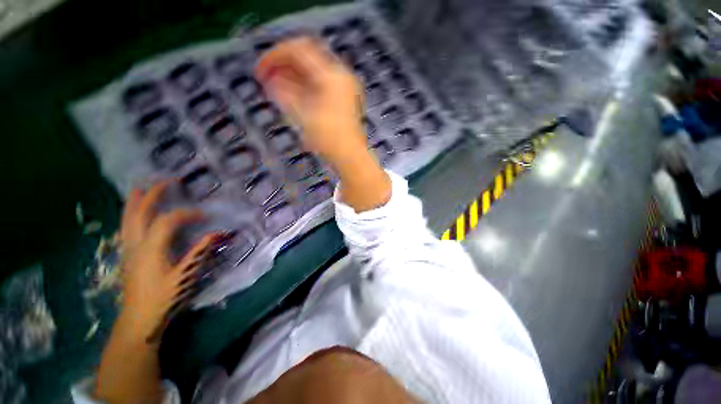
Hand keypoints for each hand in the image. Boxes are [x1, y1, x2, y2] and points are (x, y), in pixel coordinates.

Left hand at [118, 181, 218, 342]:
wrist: (138, 319)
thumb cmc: (164, 298)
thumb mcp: (185, 275)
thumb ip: (199, 252)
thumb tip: (216, 233)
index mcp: (151, 250)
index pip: (167, 221)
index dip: (187, 214)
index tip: (204, 215)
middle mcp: (136, 245)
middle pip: (140, 214)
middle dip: (152, 195)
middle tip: (165, 182)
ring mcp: (128, 250)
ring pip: (127, 220)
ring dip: (134, 202)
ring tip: (139, 189)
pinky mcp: (127, 255)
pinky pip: (126, 228)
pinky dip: (129, 215)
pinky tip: (133, 213)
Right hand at [255, 37, 366, 162]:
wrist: (350, 156)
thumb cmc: (327, 137)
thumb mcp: (302, 113)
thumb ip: (284, 92)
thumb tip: (270, 80)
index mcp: (331, 75)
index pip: (299, 50)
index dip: (276, 56)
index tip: (260, 71)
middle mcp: (340, 76)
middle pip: (308, 59)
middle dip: (285, 66)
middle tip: (268, 78)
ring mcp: (345, 88)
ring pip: (315, 72)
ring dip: (295, 76)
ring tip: (278, 87)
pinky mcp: (346, 99)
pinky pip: (323, 84)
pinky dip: (307, 87)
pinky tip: (296, 96)